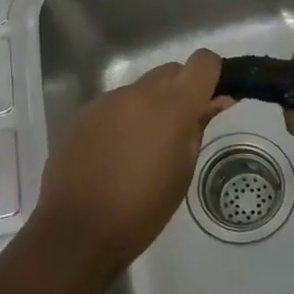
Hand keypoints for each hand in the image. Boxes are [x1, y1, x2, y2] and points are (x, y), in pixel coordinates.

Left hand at [32, 49, 231, 273]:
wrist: (77, 230)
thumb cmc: (142, 210)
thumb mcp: (182, 172)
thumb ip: (198, 127)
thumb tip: (216, 100)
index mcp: (170, 106)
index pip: (202, 62)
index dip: (212, 75)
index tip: (213, 99)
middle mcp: (137, 93)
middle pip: (170, 71)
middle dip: (182, 90)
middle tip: (181, 129)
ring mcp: (106, 101)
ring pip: (141, 89)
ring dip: (151, 106)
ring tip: (144, 149)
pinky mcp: (83, 114)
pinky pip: (115, 105)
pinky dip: (124, 119)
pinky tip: (116, 154)